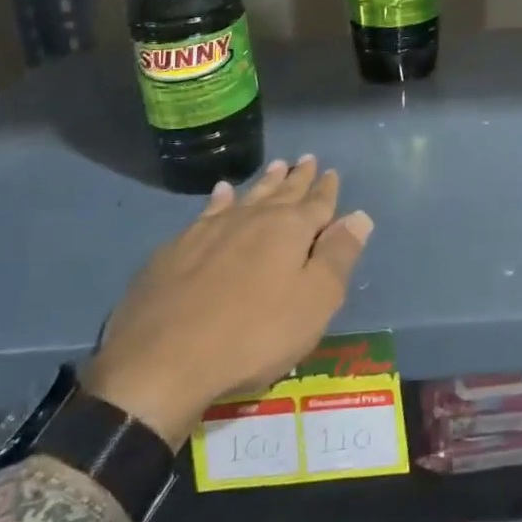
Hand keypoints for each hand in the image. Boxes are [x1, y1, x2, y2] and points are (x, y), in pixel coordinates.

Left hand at [82, 157, 373, 445]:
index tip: (331, 172)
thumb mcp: (314, 303)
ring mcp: (211, 230)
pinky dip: (221, 199)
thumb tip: (359, 216)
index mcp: (290, 230)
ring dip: (264, 182)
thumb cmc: (253, 335)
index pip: (317, 203)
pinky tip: (221, 193)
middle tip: (306, 159)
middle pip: (282, 192)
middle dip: (297, 177)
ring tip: (275, 166)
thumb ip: (338, 256)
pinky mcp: (176, 248)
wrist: (162, 362)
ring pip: (247, 196)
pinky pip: (208, 211)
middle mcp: (253, 218)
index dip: (327, 189)